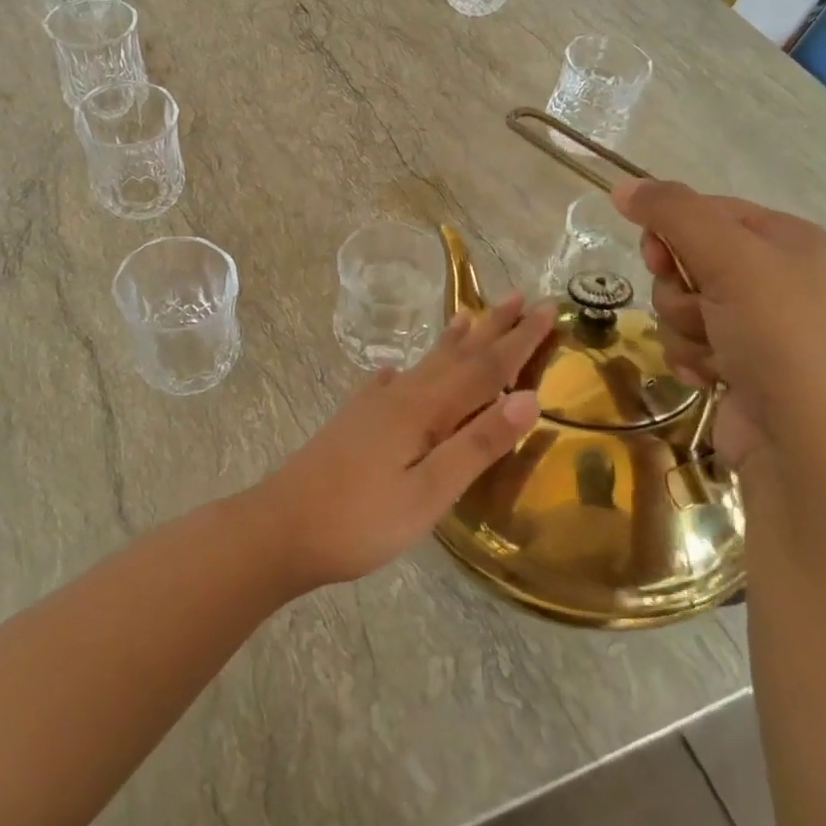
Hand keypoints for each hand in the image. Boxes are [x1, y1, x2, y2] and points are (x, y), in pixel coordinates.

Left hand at [247, 294, 554, 591]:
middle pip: (456, 355)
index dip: (519, 340)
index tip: (547, 308)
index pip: (485, 368)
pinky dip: (406, 370)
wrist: (278, 529)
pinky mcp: (352, 422)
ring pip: (423, 364)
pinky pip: (390, 383)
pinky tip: (397, 369)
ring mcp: (371, 407)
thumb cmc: (359, 520)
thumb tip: (529, 398)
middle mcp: (400, 396)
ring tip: (470, 314)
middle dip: (491, 328)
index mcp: (424, 409)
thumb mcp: (429, 493)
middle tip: (519, 296)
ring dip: (453, 341)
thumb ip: (478, 446)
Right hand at [611, 179, 825, 473]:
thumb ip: (672, 213)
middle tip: (700, 307)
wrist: (809, 444)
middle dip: (679, 288)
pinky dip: (692, 357)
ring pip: (680, 304)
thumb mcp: (729, 258)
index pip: (705, 210)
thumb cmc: (779, 337)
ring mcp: (760, 325)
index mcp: (788, 238)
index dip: (672, 231)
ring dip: (684, 327)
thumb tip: (622, 185)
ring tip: (716, 351)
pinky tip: (714, 377)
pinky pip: (688, 342)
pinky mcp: (741, 364)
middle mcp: (777, 276)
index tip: (659, 257)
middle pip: (687, 259)